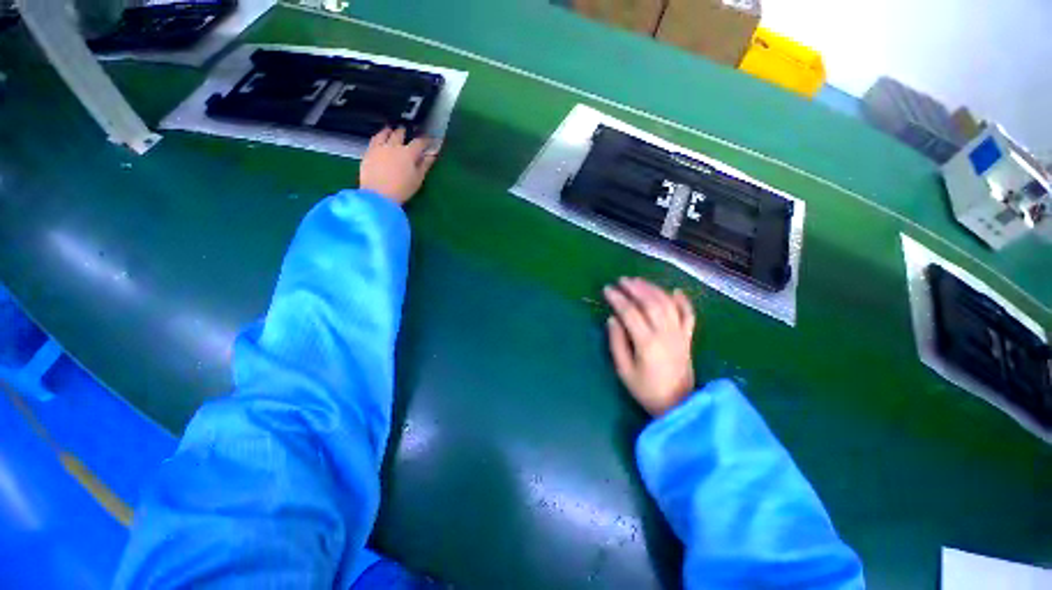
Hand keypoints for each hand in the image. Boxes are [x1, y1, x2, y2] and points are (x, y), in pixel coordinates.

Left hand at [359, 127, 436, 204]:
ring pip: (385, 133)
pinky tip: (380, 136)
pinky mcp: (369, 151)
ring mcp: (380, 147)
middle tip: (407, 131)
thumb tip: (432, 155)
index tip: (428, 140)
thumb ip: (425, 165)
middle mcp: (394, 146)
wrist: (378, 195)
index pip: (419, 142)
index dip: (425, 140)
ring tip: (391, 129)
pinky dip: (379, 136)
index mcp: (409, 153)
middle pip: (400, 134)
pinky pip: (374, 139)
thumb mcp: (418, 179)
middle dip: (405, 132)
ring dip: (390, 131)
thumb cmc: (402, 189)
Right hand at [604, 277, 696, 416]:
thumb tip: (613, 318)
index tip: (607, 289)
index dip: (617, 299)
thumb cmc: (646, 389)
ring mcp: (680, 334)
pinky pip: (689, 315)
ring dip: (653, 289)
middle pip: (651, 303)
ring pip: (668, 304)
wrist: (678, 404)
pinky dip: (683, 301)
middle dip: (635, 288)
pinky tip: (675, 291)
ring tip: (638, 281)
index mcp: (647, 343)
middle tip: (621, 280)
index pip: (630, 313)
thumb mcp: (624, 370)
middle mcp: (666, 334)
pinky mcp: (688, 338)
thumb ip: (617, 343)